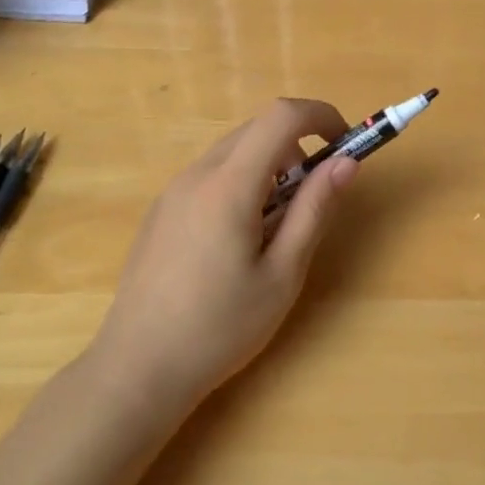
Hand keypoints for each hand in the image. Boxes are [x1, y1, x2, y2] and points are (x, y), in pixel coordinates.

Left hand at [92, 98, 357, 422]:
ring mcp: (172, 190)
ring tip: (275, 227)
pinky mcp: (161, 210)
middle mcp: (196, 174)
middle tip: (313, 197)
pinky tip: (237, 240)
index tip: (345, 145)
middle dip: (297, 146)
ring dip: (268, 166)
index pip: (281, 116)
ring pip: (232, 151)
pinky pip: (210, 174)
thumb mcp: (282, 274)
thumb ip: (314, 210)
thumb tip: (346, 163)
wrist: (138, 368)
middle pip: (256, 129)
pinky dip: (240, 182)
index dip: (321, 116)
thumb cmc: (220, 327)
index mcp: (229, 185)